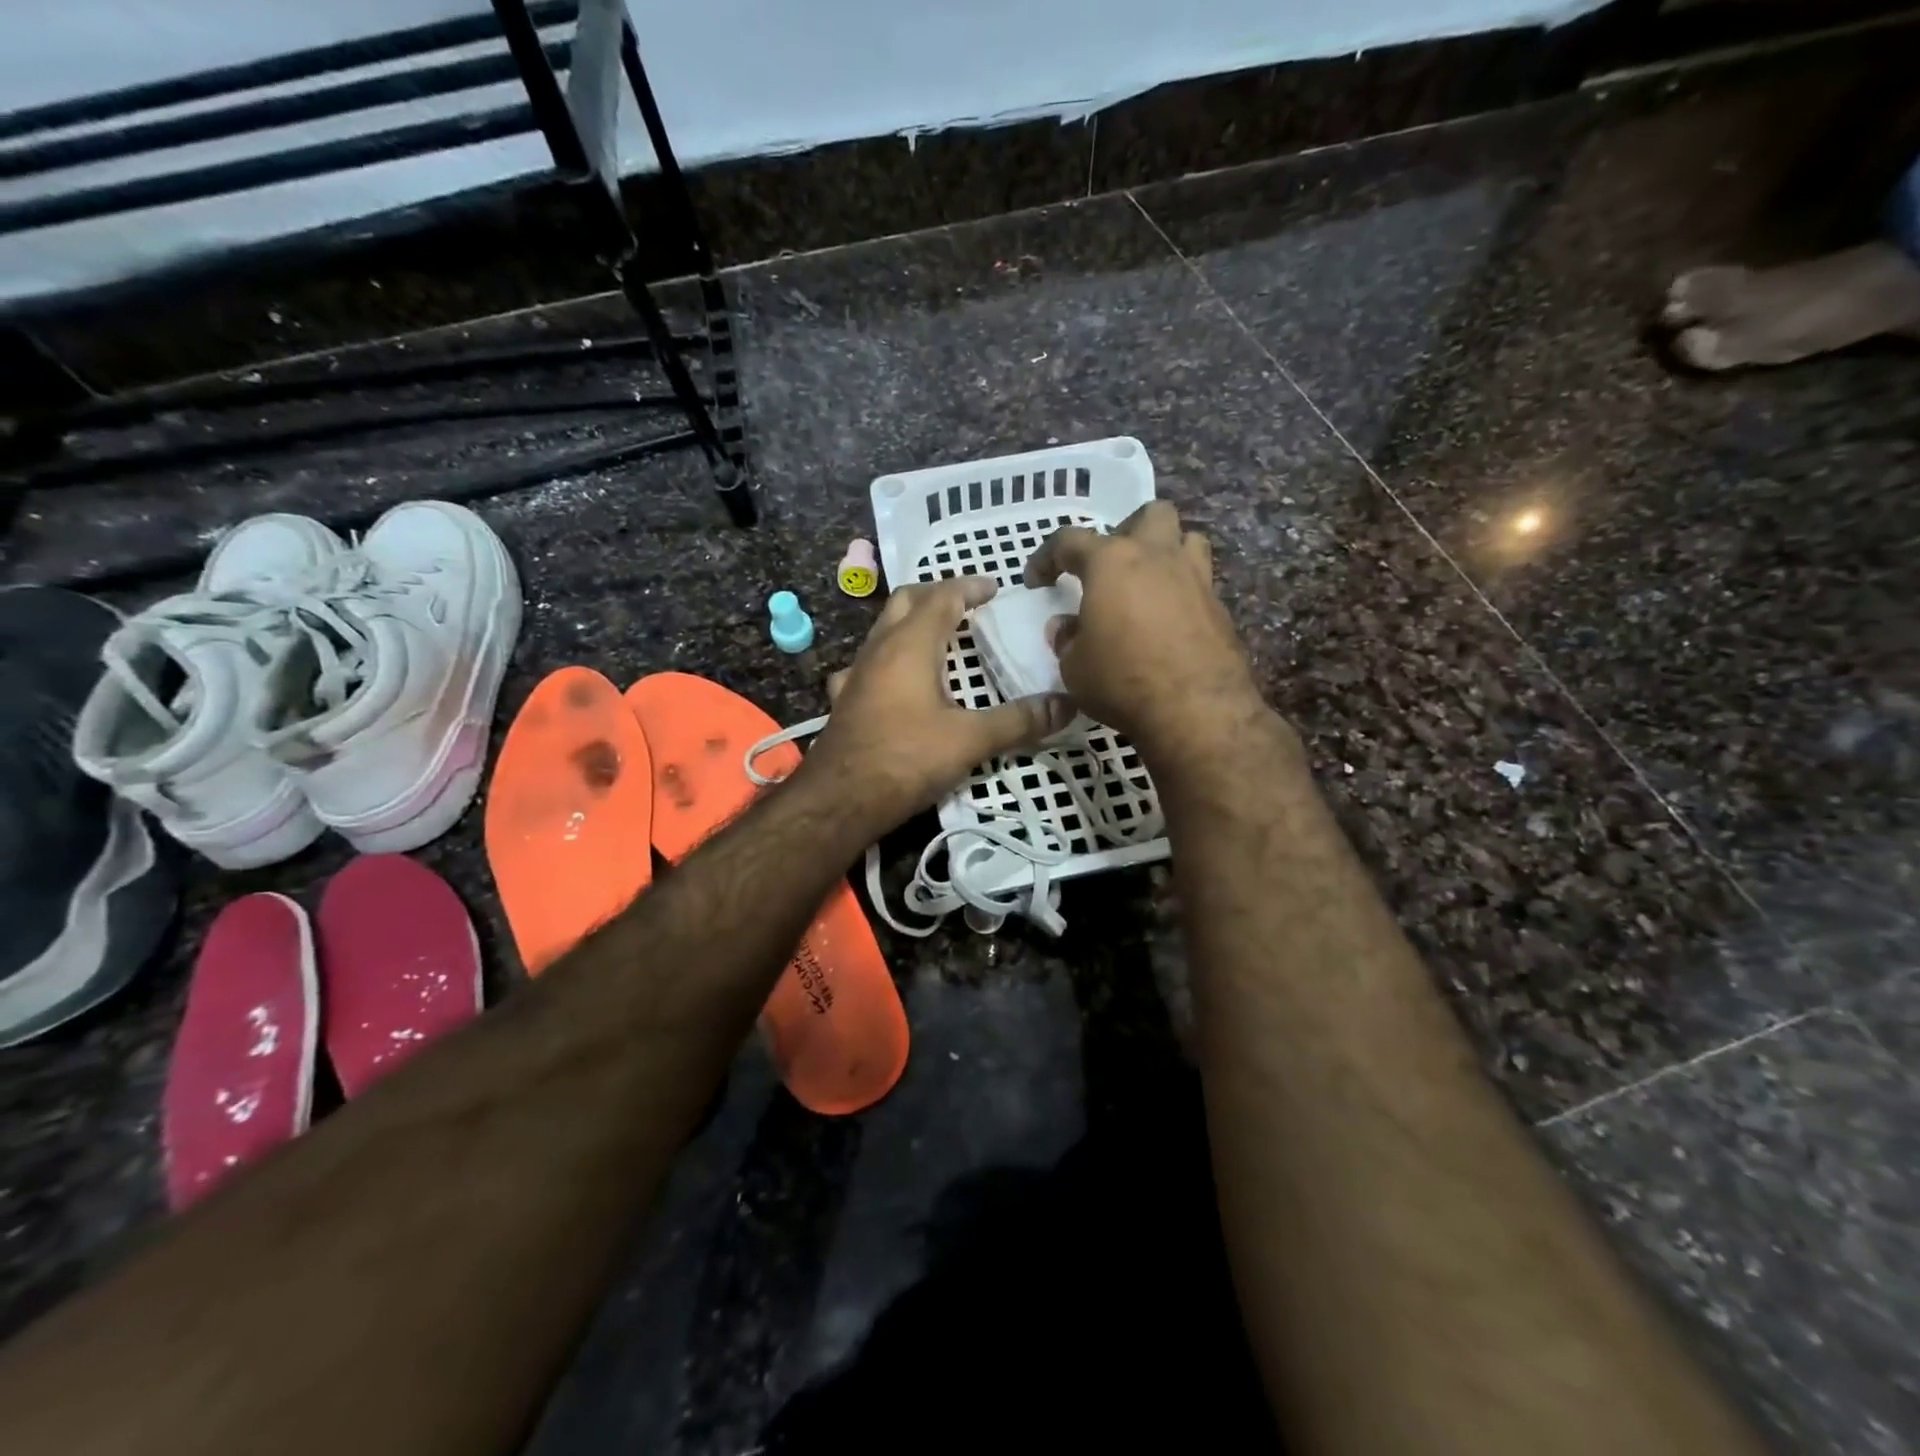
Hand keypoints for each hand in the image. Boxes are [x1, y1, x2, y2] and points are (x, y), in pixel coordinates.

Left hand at [802, 577, 1075, 836]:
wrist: (840, 800)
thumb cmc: (906, 759)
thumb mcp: (970, 740)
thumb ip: (1019, 721)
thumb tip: (1067, 705)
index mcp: (910, 644)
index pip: (943, 596)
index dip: (970, 587)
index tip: (995, 588)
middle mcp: (879, 648)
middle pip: (906, 601)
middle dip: (937, 595)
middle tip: (966, 605)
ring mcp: (856, 673)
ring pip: (882, 630)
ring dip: (910, 625)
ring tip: (938, 640)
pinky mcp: (845, 700)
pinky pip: (866, 665)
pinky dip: (887, 661)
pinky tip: (894, 682)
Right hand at [1024, 501, 1266, 755]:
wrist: (1196, 709)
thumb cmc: (1122, 680)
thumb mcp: (1074, 667)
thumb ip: (1067, 639)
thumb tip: (1067, 627)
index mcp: (1112, 562)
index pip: (1070, 540)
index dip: (1047, 558)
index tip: (1037, 581)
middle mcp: (1157, 557)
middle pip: (1149, 515)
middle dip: (1126, 530)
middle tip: (1110, 566)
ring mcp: (1196, 578)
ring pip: (1186, 539)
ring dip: (1165, 552)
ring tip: (1147, 584)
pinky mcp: (1220, 608)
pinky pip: (1199, 583)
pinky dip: (1182, 592)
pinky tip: (1169, 622)